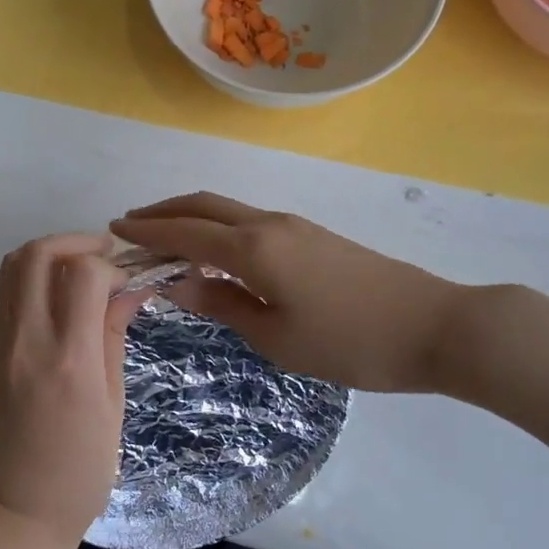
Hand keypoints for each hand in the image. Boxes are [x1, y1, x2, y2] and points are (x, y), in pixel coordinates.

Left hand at [0, 234, 146, 548]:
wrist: (17, 511)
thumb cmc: (80, 470)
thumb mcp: (112, 404)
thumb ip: (113, 337)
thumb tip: (129, 290)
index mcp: (68, 359)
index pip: (83, 274)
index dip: (111, 265)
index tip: (127, 281)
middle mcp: (26, 341)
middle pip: (37, 255)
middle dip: (73, 241)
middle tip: (102, 254)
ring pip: (11, 267)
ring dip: (47, 253)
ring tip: (78, 269)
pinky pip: (2, 293)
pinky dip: (28, 277)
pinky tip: (54, 295)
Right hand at [111, 193, 471, 392]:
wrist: (435, 326)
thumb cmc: (350, 343)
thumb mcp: (277, 337)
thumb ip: (223, 304)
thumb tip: (178, 282)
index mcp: (254, 248)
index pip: (185, 232)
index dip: (147, 230)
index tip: (113, 230)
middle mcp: (268, 224)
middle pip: (203, 205)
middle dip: (163, 212)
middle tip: (131, 226)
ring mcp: (294, 226)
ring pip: (227, 209)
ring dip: (190, 217)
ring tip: (164, 237)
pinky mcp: (312, 236)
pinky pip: (249, 221)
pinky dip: (217, 227)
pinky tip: (213, 250)